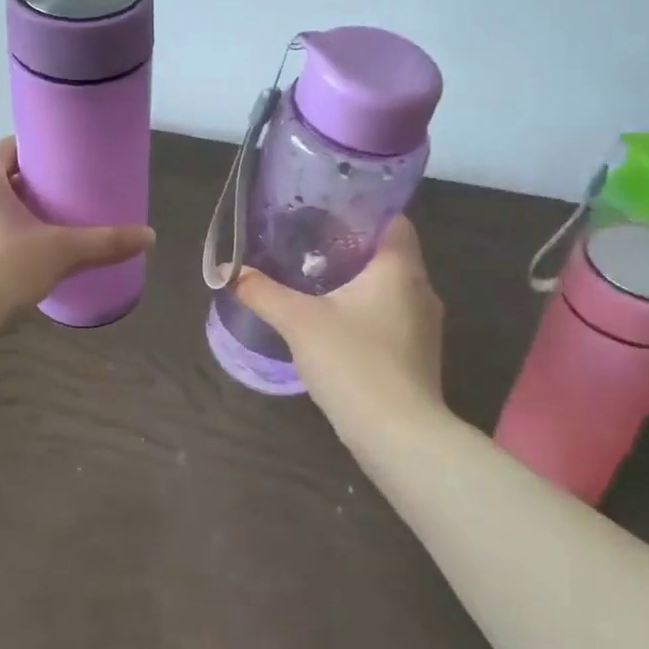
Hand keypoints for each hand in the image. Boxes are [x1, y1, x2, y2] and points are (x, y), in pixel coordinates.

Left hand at [0, 138, 154, 335]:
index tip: (68, 170)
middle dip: (27, 188)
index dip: (43, 155)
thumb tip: (149, 236)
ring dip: (3, 213)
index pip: (14, 147)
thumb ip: (104, 243)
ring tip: (35, 233)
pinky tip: (3, 259)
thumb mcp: (59, 253)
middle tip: (60, 204)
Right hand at [231, 217, 445, 442]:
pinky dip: (366, 313)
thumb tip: (224, 269)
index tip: (327, 213)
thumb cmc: (354, 362)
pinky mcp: (418, 357)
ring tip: (316, 282)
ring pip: (390, 289)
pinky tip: (335, 325)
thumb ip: (262, 292)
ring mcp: (424, 327)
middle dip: (352, 248)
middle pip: (389, 254)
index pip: (393, 220)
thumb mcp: (299, 322)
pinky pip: (391, 319)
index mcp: (400, 268)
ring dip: (359, 284)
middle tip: (309, 245)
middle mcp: (421, 290)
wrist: (400, 437)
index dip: (363, 211)